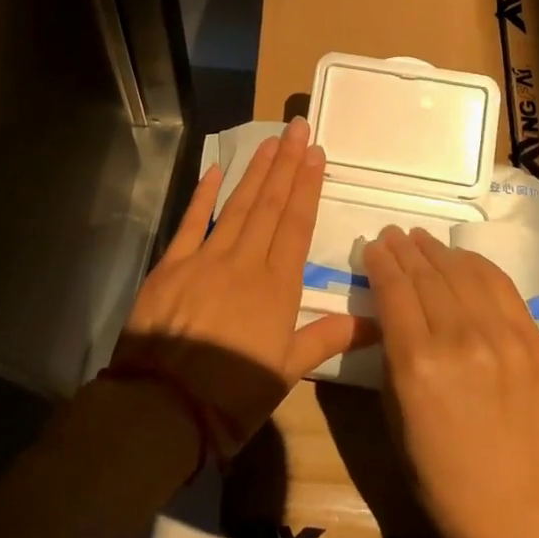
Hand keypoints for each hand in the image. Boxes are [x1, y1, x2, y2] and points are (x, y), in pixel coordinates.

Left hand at [119, 118, 371, 454]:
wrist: (162, 408)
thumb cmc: (232, 397)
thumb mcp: (285, 373)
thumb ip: (326, 338)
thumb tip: (376, 323)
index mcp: (276, 286)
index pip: (296, 224)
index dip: (307, 186)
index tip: (316, 153)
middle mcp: (245, 261)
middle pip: (270, 204)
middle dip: (286, 164)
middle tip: (297, 128)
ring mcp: (206, 258)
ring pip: (237, 205)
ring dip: (255, 171)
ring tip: (270, 140)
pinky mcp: (172, 264)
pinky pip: (191, 222)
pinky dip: (204, 195)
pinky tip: (216, 170)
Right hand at [362, 225, 538, 537]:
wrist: (513, 510)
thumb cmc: (438, 470)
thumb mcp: (396, 410)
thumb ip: (392, 350)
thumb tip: (389, 303)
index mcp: (417, 362)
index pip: (394, 289)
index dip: (380, 262)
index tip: (372, 246)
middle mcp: (459, 339)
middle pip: (426, 274)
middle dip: (405, 249)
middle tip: (393, 234)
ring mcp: (502, 337)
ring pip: (463, 272)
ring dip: (438, 250)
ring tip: (422, 239)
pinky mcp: (533, 341)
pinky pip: (501, 286)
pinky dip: (476, 265)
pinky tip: (461, 258)